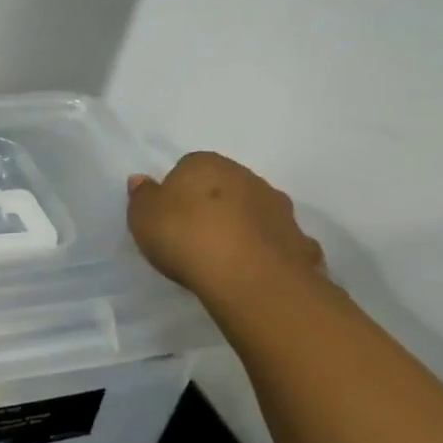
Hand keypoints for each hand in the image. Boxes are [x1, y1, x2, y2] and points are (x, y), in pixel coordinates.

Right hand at [126, 153, 322, 300]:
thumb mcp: (143, 216)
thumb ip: (142, 196)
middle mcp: (247, 177)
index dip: (177, 192)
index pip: (188, 167)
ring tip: (223, 258)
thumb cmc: (186, 237)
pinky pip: (277, 242)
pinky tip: (254, 271)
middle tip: (193, 236)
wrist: (250, 279)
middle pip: (224, 187)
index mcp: (207, 164)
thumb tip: (142, 180)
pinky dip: (267, 251)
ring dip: (242, 226)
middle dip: (212, 206)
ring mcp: (279, 209)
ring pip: (254, 212)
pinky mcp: (300, 241)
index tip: (168, 217)